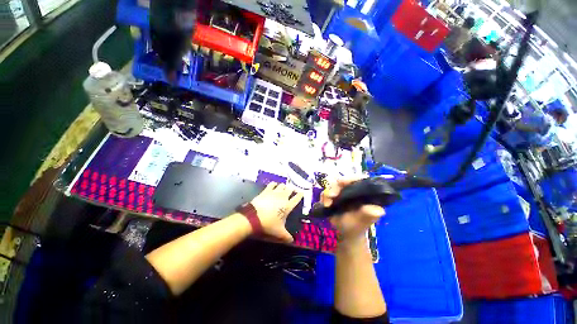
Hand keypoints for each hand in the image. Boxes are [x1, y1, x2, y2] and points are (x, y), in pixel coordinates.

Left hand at [250, 182, 303, 242]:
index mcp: (288, 206)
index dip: (300, 195)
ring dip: (284, 187)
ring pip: (282, 185)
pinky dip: (274, 184)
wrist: (253, 217)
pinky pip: (272, 184)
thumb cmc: (268, 224)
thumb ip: (287, 236)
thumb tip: (292, 241)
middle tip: (292, 191)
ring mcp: (274, 192)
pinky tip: (274, 186)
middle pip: (290, 189)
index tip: (302, 192)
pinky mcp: (266, 190)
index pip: (297, 198)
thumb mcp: (279, 232)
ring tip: (283, 189)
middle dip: (292, 189)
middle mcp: (283, 197)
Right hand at [321, 178, 384, 244]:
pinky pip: (325, 193)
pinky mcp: (332, 196)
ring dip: (328, 193)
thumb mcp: (364, 221)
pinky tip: (325, 205)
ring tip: (327, 204)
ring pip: (332, 186)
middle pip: (343, 181)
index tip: (341, 182)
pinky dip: (324, 198)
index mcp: (363, 192)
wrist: (346, 232)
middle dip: (335, 187)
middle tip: (331, 195)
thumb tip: (378, 210)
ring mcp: (341, 192)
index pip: (358, 179)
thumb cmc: (358, 226)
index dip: (351, 178)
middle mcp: (352, 189)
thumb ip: (370, 214)